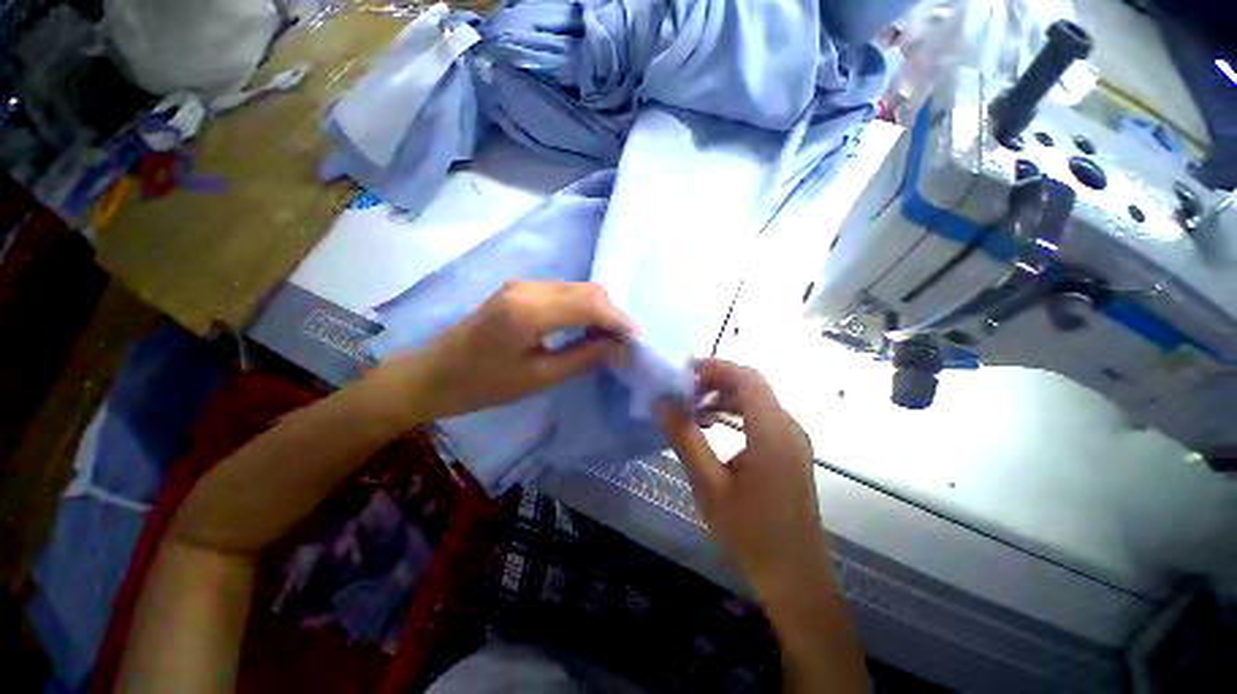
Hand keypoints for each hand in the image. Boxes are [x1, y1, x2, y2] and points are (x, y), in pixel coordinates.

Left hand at [380, 280, 633, 420]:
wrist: (433, 374)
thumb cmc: (482, 385)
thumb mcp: (538, 378)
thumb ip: (583, 357)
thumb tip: (619, 346)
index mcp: (529, 310)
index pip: (590, 303)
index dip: (618, 319)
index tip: (636, 340)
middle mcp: (528, 287)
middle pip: (587, 290)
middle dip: (612, 314)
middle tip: (623, 342)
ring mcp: (523, 284)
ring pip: (577, 289)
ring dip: (598, 310)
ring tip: (608, 338)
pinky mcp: (520, 289)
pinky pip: (563, 292)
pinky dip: (581, 308)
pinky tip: (585, 328)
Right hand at [657, 358, 829, 597]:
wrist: (794, 578)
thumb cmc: (750, 533)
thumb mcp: (708, 485)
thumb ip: (684, 438)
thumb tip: (662, 403)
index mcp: (772, 432)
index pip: (746, 378)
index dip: (715, 366)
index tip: (683, 370)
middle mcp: (789, 427)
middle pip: (753, 385)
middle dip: (716, 380)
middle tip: (684, 391)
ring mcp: (793, 439)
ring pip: (757, 399)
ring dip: (725, 396)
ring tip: (694, 408)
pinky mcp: (791, 451)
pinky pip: (762, 417)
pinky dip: (736, 412)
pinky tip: (713, 426)